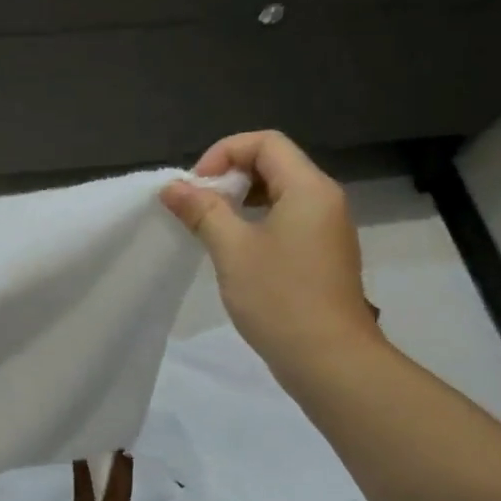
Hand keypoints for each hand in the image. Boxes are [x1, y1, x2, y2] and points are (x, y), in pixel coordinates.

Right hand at [161, 131, 382, 376]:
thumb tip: (173, 187)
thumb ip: (202, 211)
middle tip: (198, 207)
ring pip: (280, 194)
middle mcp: (324, 199)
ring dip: (241, 201)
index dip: (223, 153)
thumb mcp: (232, 250)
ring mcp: (326, 228)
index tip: (195, 187)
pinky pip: (287, 220)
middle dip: (230, 176)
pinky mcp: (321, 254)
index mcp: (309, 188)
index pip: (265, 142)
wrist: (328, 357)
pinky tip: (235, 252)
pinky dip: (257, 222)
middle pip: (274, 164)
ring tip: (211, 228)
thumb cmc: (279, 298)